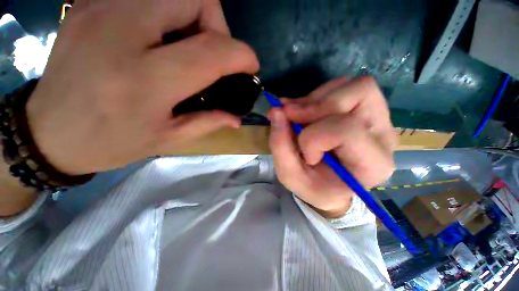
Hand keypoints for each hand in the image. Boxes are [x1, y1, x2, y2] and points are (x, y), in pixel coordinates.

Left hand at [26, 0, 258, 174]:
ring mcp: (100, 9)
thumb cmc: (109, 143)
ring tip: (190, 44)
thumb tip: (236, 118)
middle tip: (213, 52)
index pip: (211, 51)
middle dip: (218, 23)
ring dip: (195, 14)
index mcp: (145, 81)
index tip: (251, 66)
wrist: (48, 133)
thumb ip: (208, 123)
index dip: (241, 55)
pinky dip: (168, 9)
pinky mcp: (90, 2)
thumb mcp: (167, 139)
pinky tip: (161, 36)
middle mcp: (121, 33)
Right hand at [268, 76, 396, 217]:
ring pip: (349, 85)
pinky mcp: (364, 107)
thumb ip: (280, 146)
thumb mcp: (290, 176)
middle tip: (290, 115)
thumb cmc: (314, 187)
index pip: (346, 130)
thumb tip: (276, 111)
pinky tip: (304, 111)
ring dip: (313, 98)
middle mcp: (383, 135)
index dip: (313, 137)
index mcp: (372, 164)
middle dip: (315, 105)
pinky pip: (341, 86)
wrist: (329, 184)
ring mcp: (377, 117)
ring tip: (296, 115)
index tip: (302, 151)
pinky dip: (316, 96)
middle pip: (359, 93)